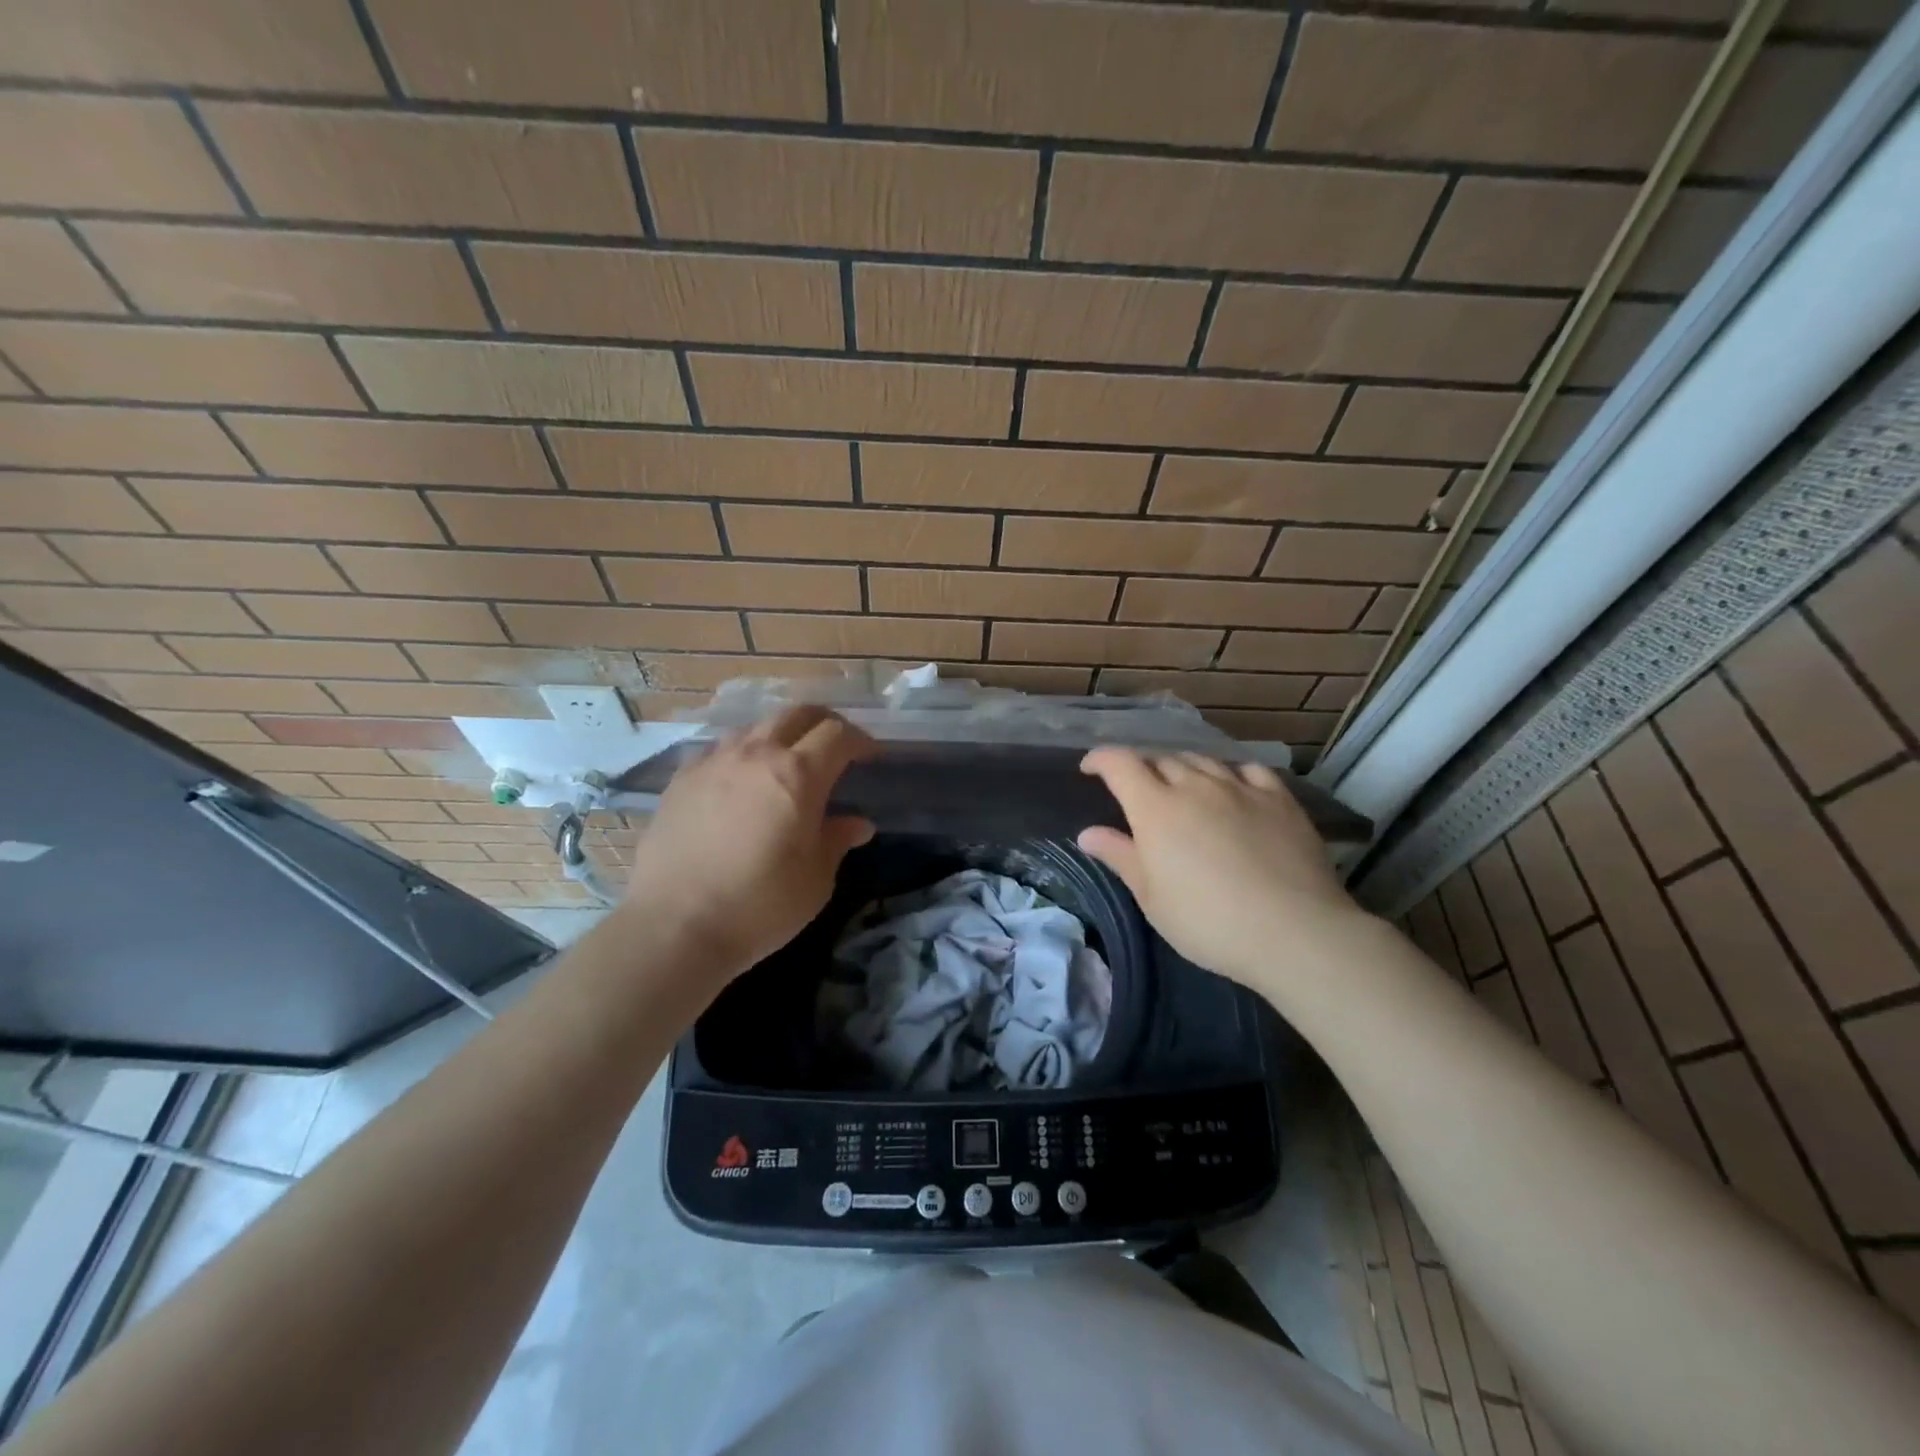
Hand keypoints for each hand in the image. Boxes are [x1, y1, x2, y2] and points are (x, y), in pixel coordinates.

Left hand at [621, 706, 875, 986]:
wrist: (674, 925)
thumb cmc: (759, 905)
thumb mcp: (815, 879)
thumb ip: (837, 841)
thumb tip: (858, 824)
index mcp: (799, 774)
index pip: (838, 734)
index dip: (861, 740)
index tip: (871, 757)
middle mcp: (756, 754)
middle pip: (797, 714)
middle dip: (824, 723)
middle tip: (835, 747)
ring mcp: (714, 762)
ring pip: (756, 727)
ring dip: (781, 736)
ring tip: (786, 763)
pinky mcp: (682, 778)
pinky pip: (720, 750)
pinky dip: (742, 755)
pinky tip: (740, 782)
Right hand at [1076, 749, 1370, 996]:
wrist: (1293, 931)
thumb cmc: (1208, 921)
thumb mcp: (1152, 898)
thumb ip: (1120, 857)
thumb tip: (1087, 833)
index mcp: (1155, 808)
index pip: (1120, 764)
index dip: (1101, 759)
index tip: (1090, 768)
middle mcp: (1194, 785)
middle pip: (1161, 760)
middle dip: (1142, 768)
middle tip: (1137, 790)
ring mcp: (1240, 788)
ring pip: (1202, 760)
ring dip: (1183, 768)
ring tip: (1181, 786)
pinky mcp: (1279, 798)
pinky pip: (1248, 770)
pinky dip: (1230, 773)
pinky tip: (1233, 787)